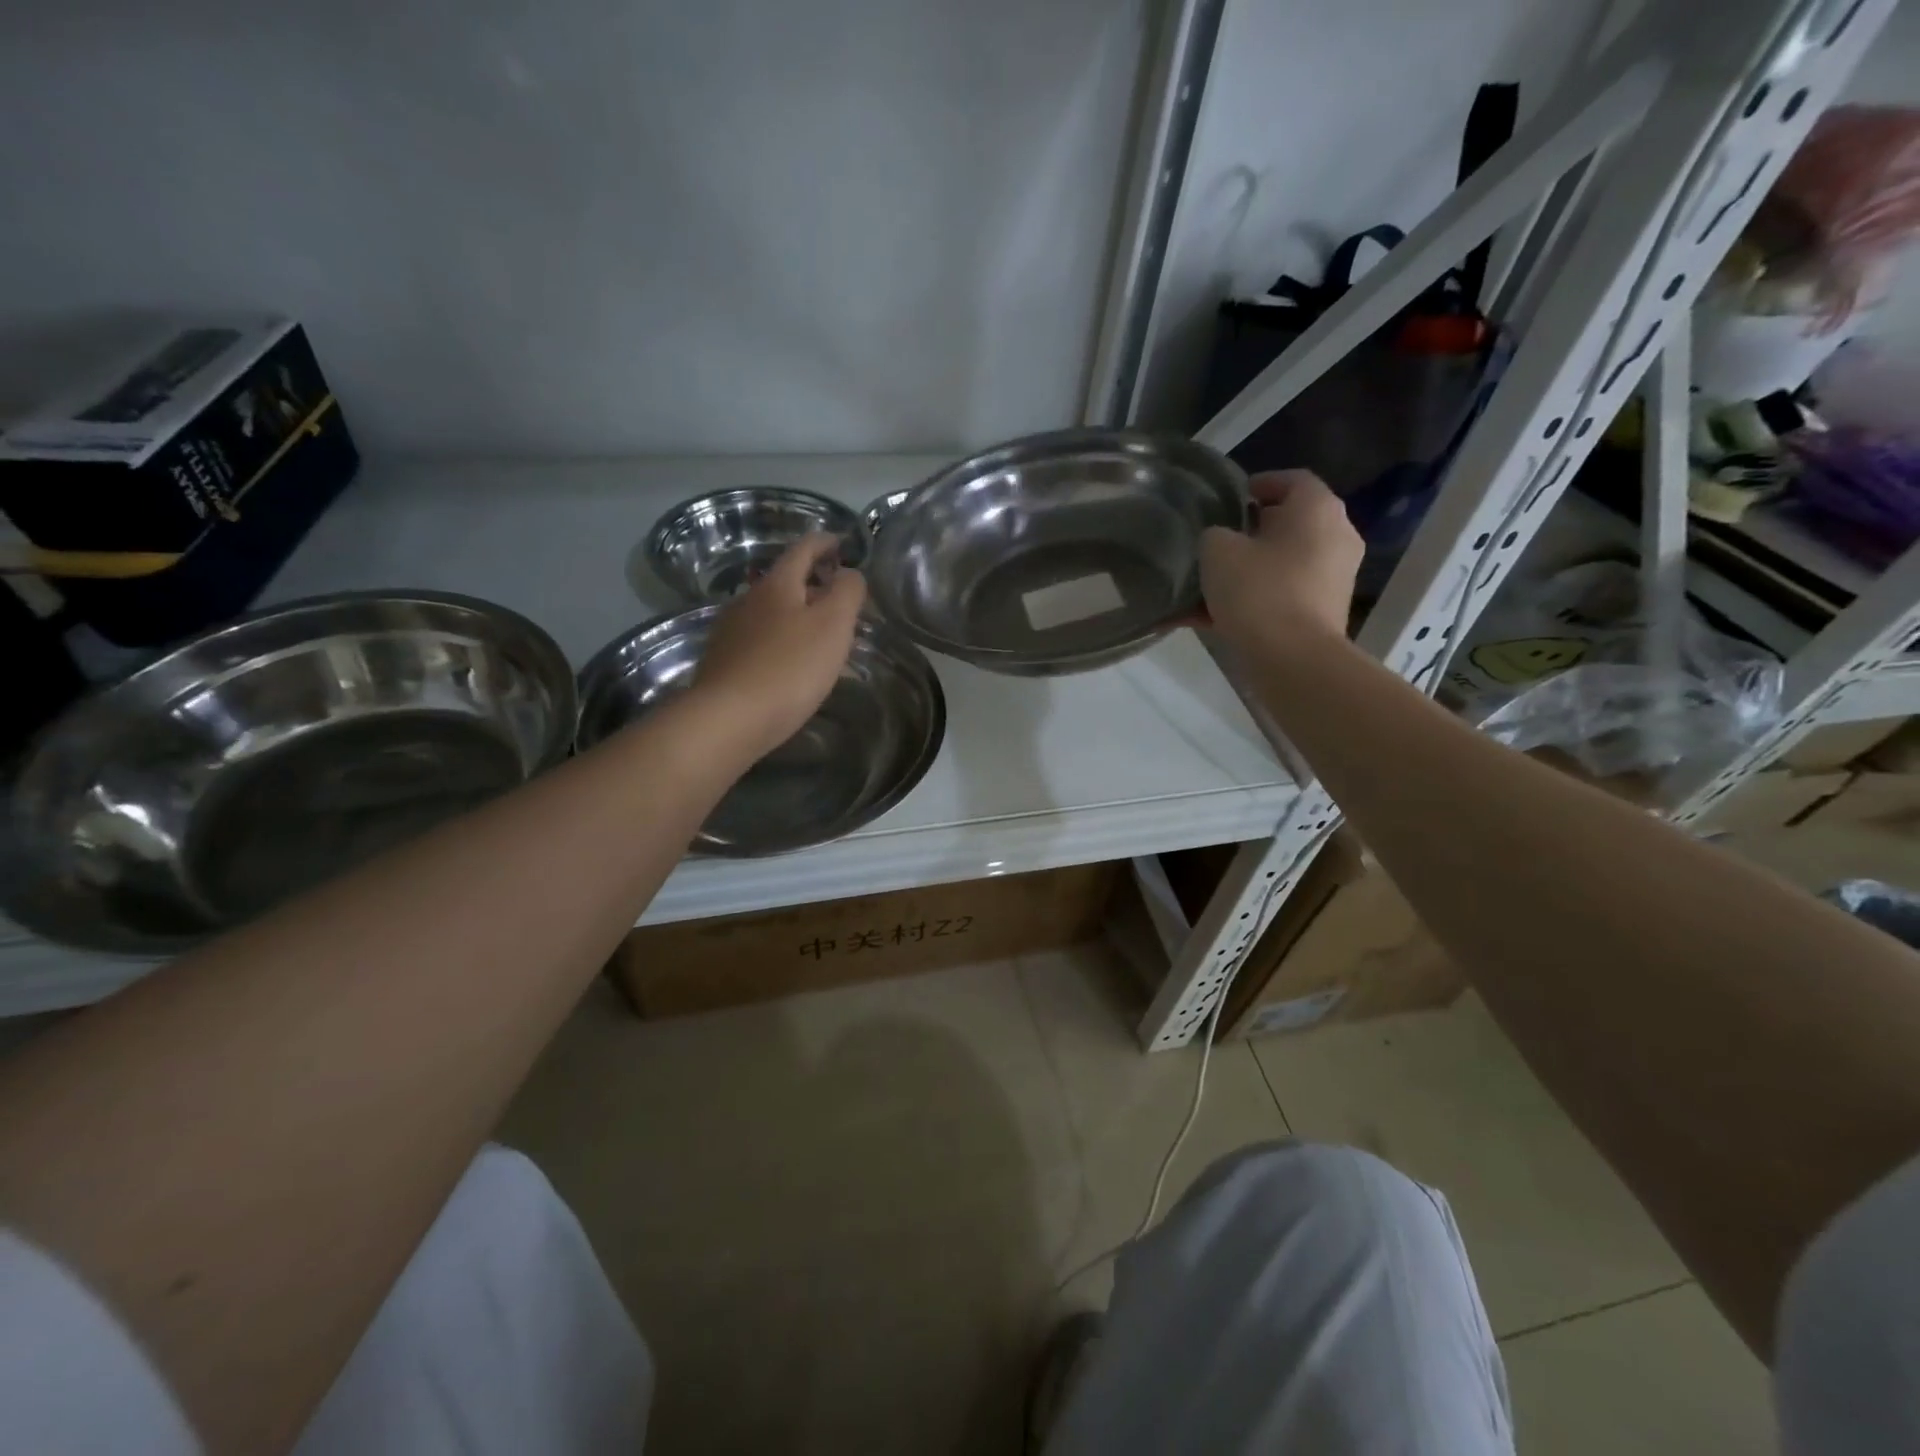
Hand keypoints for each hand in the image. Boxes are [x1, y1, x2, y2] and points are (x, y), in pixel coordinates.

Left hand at [691, 534, 866, 758]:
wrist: (729, 719)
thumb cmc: (790, 668)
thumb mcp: (833, 625)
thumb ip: (847, 592)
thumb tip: (849, 573)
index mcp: (777, 584)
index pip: (804, 548)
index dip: (826, 542)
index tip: (844, 545)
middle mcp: (748, 599)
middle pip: (785, 580)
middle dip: (813, 583)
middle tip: (840, 598)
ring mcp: (731, 631)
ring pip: (771, 612)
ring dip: (796, 615)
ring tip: (820, 635)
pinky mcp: (723, 662)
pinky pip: (759, 640)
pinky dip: (781, 641)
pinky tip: (791, 665)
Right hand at [1199, 470, 1362, 648]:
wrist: (1292, 660)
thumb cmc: (1258, 591)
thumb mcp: (1217, 550)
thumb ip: (1214, 534)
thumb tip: (1220, 541)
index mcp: (1317, 509)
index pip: (1290, 479)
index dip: (1256, 484)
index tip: (1224, 501)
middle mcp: (1335, 537)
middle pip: (1287, 524)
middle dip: (1248, 532)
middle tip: (1211, 542)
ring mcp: (1333, 578)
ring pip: (1280, 564)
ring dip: (1246, 570)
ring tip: (1205, 584)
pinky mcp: (1322, 613)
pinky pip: (1280, 596)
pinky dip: (1250, 601)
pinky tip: (1207, 618)